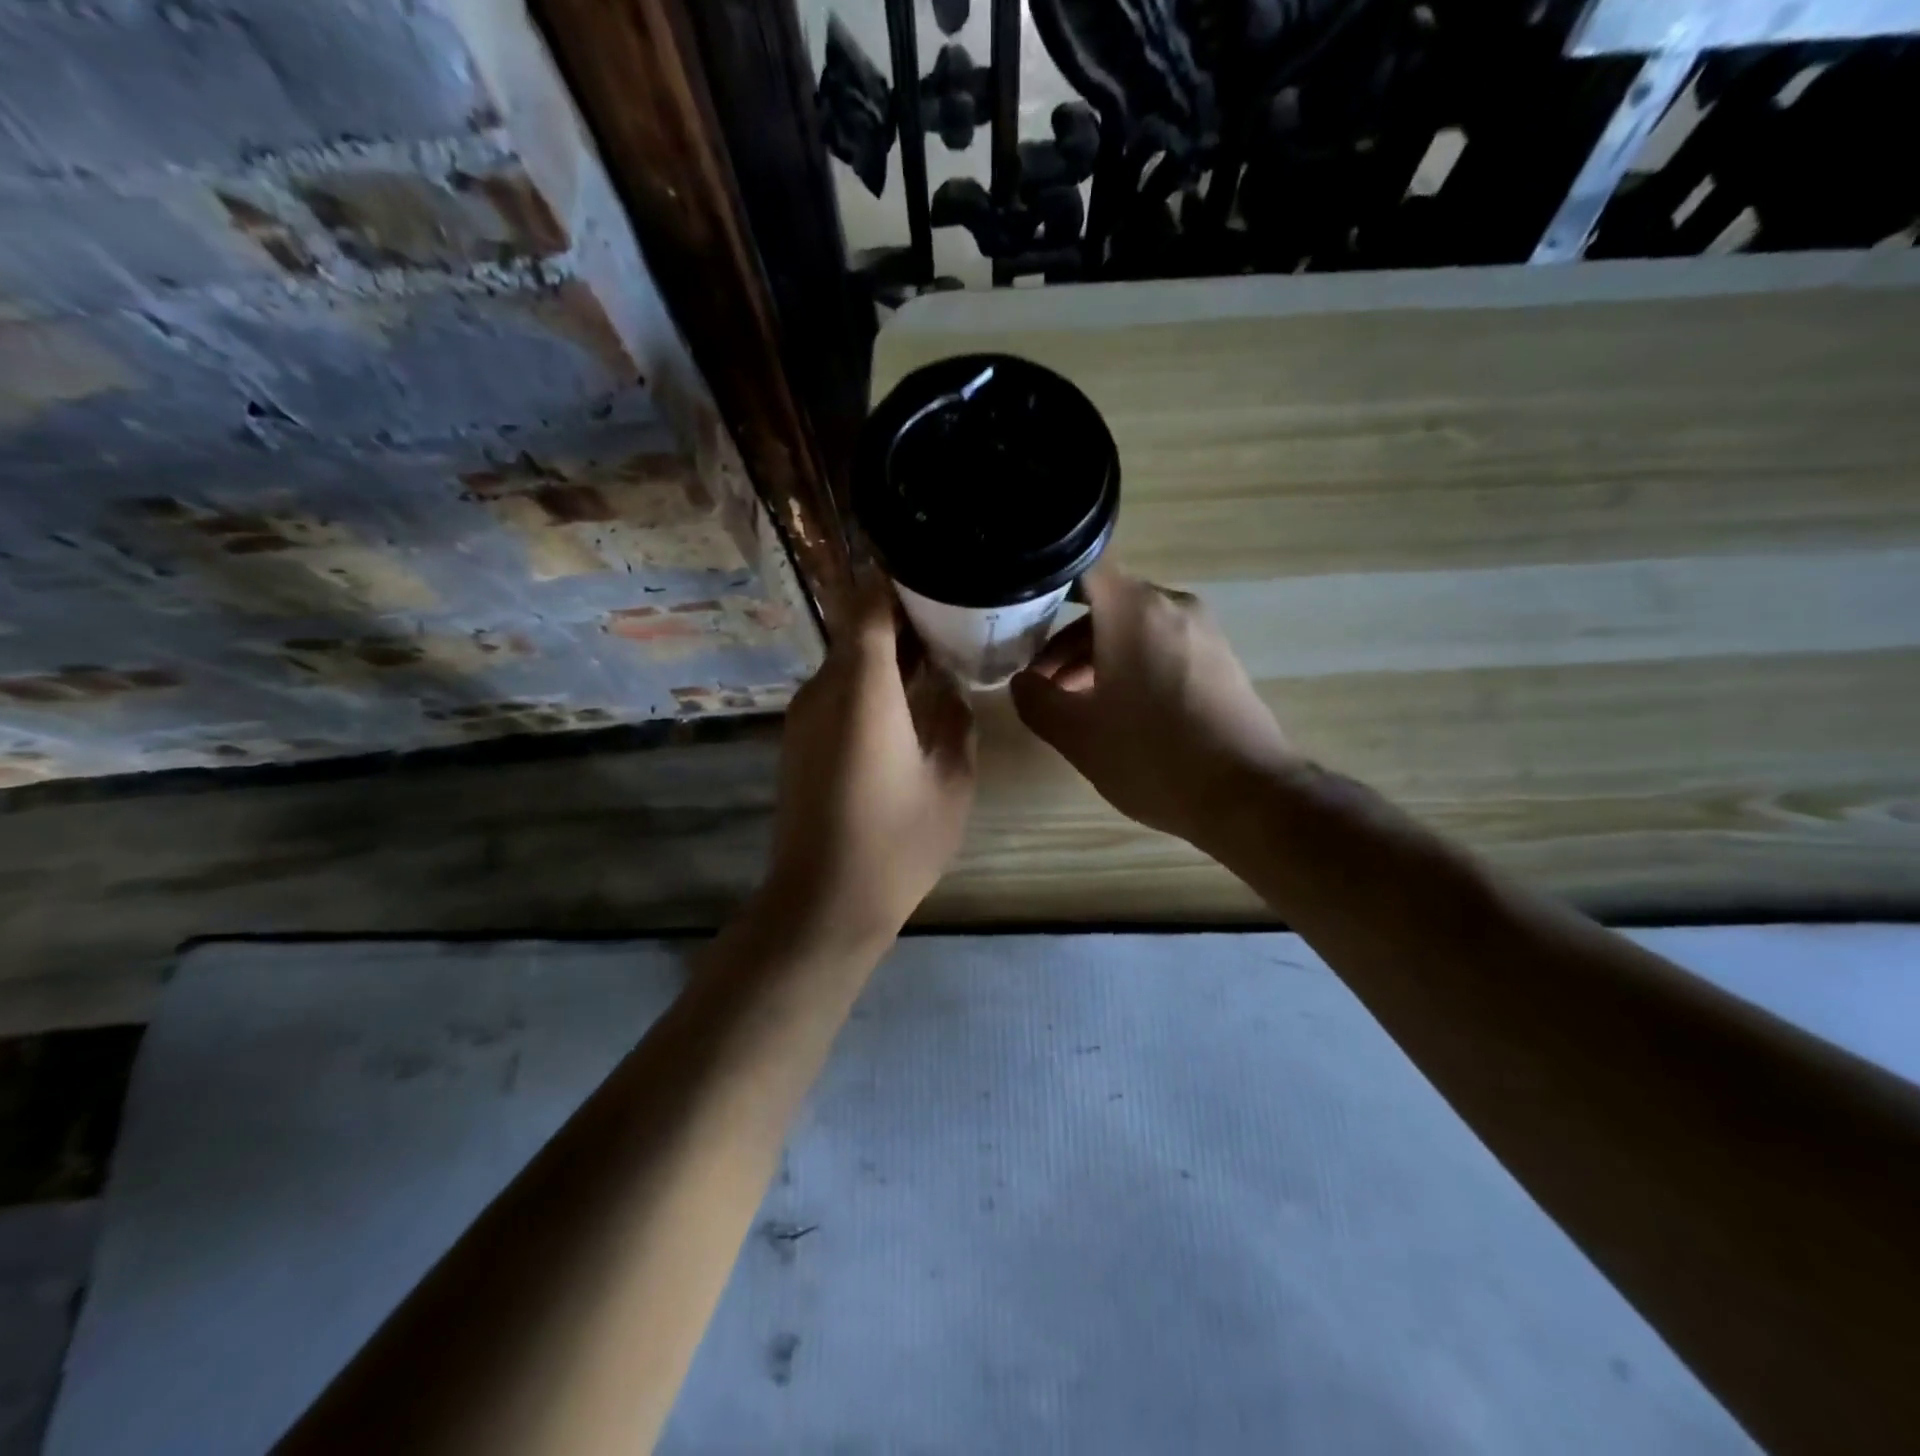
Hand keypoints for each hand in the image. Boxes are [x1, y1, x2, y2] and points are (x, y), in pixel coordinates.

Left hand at [763, 572, 976, 947]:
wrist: (823, 901)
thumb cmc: (897, 843)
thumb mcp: (951, 782)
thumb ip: (957, 723)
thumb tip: (951, 692)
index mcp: (863, 689)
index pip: (868, 603)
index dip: (895, 578)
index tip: (933, 570)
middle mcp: (824, 689)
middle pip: (857, 627)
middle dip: (902, 616)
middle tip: (953, 616)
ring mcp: (804, 715)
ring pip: (847, 659)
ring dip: (887, 652)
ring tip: (936, 658)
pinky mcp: (799, 740)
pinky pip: (837, 690)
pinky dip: (870, 682)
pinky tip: (905, 704)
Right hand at [1009, 564, 1295, 853]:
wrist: (1247, 795)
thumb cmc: (1152, 756)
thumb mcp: (1077, 734)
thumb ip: (1036, 700)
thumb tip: (1022, 682)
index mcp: (1133, 610)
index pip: (1081, 568)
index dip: (1044, 587)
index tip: (1019, 618)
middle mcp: (1171, 605)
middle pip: (1106, 605)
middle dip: (1065, 642)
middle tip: (1039, 683)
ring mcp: (1202, 632)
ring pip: (1134, 629)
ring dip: (1096, 658)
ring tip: (1072, 704)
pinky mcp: (1220, 660)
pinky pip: (1162, 647)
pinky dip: (1131, 666)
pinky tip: (1117, 711)